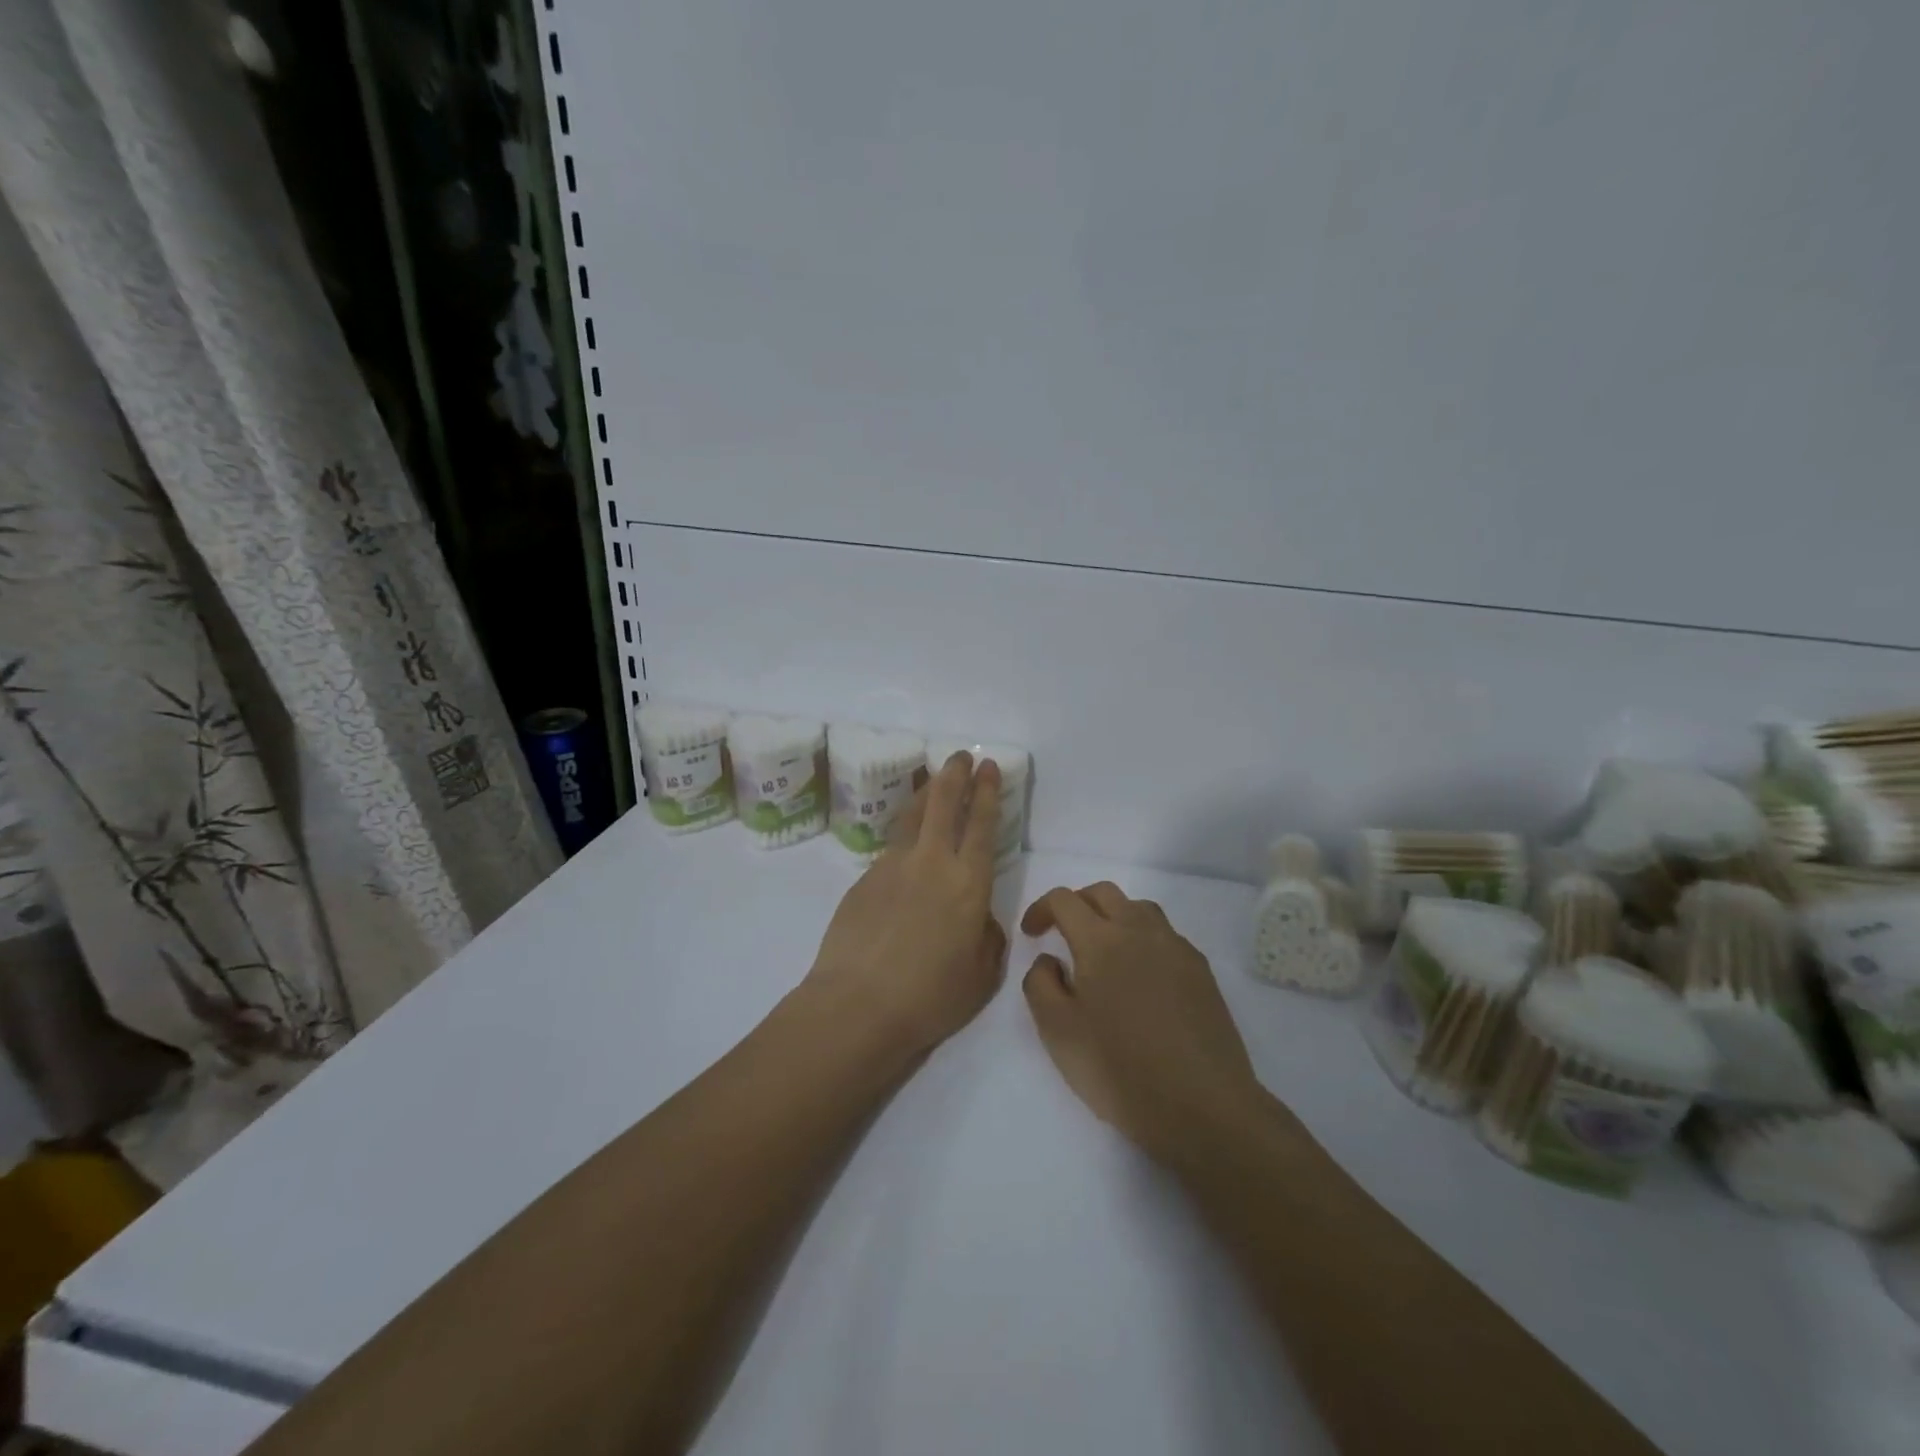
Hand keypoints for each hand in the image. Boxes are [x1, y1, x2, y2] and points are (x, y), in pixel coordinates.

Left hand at [805, 752, 1007, 1061]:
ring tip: (933, 779)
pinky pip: (891, 848)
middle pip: (943, 804)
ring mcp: (893, 867)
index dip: (987, 793)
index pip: (982, 825)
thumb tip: (979, 919)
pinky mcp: (864, 879)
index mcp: (968, 884)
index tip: (988, 767)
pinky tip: (905, 848)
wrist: (857, 1005)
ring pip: (912, 816)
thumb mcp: (982, 976)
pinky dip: (904, 836)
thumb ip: (988, 938)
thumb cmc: (930, 997)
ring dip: (926, 793)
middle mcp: (932, 863)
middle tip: (961, 755)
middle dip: (955, 775)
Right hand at [1020, 883, 1263, 1160]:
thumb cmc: (1120, 1069)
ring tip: (1103, 951)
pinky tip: (1141, 976)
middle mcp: (1140, 931)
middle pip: (1103, 893)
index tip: (1031, 934)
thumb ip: (1040, 984)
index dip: (1041, 908)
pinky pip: (1165, 936)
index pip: (1064, 900)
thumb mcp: (1057, 1032)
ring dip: (1114, 916)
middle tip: (1062, 933)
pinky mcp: (1201, 971)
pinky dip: (1144, 939)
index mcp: (1101, 940)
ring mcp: (1176, 948)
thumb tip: (1050, 959)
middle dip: (1077, 904)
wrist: (1202, 1106)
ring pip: (1139, 908)